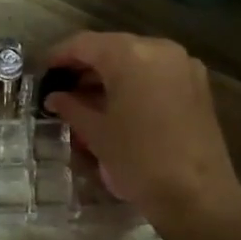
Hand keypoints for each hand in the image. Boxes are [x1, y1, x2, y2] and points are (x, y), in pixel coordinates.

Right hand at [41, 32, 240, 237]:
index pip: (84, 44)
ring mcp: (183, 65)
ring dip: (110, 74)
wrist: (197, 196)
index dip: (59, 55)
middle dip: (85, 65)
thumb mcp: (97, 134)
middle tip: (62, 87)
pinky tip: (118, 104)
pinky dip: (134, 82)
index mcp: (130, 55)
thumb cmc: (138, 161)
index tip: (42, 71)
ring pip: (136, 59)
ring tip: (86, 99)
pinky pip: (157, 73)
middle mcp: (160, 49)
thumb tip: (55, 98)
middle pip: (112, 47)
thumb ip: (72, 108)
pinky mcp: (198, 85)